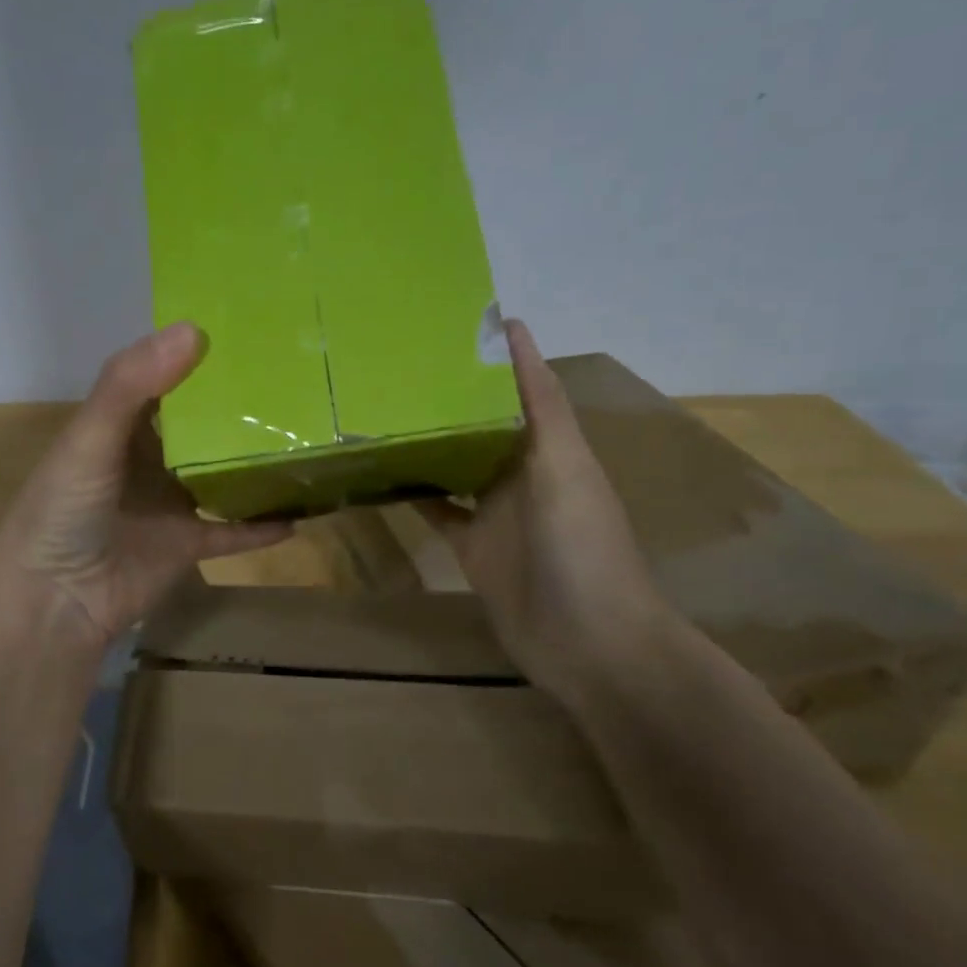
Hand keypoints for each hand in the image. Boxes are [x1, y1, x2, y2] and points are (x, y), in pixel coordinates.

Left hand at [0, 322, 292, 646]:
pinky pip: (233, 531)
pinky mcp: (188, 545)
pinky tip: (301, 512)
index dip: (197, 356)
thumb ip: (131, 385)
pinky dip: (261, 526)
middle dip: (239, 407)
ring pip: (222, 476)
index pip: (164, 379)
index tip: (249, 332)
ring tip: (306, 438)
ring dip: (255, 463)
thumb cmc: (64, 511)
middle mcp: (149, 460)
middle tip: (296, 380)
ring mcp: (170, 504)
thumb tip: (193, 329)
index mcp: (121, 427)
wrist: (55, 601)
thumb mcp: (90, 438)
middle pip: (201, 426)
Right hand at [417, 320, 674, 705]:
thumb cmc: (581, 548)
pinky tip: (379, 475)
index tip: (446, 324)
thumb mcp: (564, 466)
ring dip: (426, 442)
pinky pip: (437, 511)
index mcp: (550, 447)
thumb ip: (539, 405)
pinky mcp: (472, 547)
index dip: (491, 357)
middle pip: (481, 425)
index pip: (519, 388)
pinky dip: (413, 494)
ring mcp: (496, 512)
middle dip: (447, 397)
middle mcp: (522, 473)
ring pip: (455, 465)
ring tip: (378, 411)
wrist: (587, 643)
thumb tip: (516, 331)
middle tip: (392, 367)